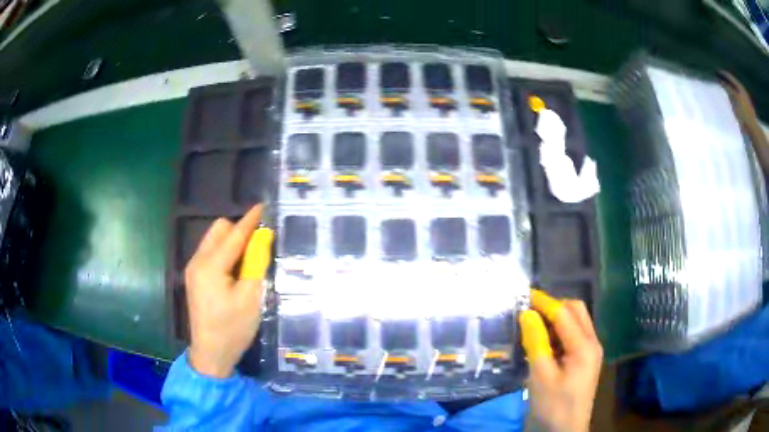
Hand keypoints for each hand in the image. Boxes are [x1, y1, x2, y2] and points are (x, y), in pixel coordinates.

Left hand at [185, 205, 273, 377]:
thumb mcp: (251, 298)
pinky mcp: (194, 278)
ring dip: (231, 242)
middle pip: (218, 230)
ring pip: (213, 241)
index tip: (263, 206)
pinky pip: (210, 253)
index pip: (234, 234)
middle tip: (258, 246)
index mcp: (211, 266)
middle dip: (238, 231)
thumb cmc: (233, 329)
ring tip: (248, 261)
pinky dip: (224, 253)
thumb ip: (256, 263)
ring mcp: (193, 269)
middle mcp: (198, 261)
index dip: (250, 220)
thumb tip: (263, 237)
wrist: (211, 354)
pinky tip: (235, 271)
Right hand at [519, 290, 602, 431]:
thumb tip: (526, 313)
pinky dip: (558, 332)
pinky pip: (573, 336)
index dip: (543, 302)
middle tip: (528, 311)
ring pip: (575, 322)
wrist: (565, 430)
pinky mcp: (584, 360)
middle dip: (553, 306)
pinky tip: (542, 342)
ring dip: (555, 319)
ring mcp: (590, 351)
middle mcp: (592, 343)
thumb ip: (536, 342)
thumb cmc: (553, 406)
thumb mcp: (540, 376)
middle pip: (575, 311)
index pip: (564, 313)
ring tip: (532, 326)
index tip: (522, 295)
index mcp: (584, 346)